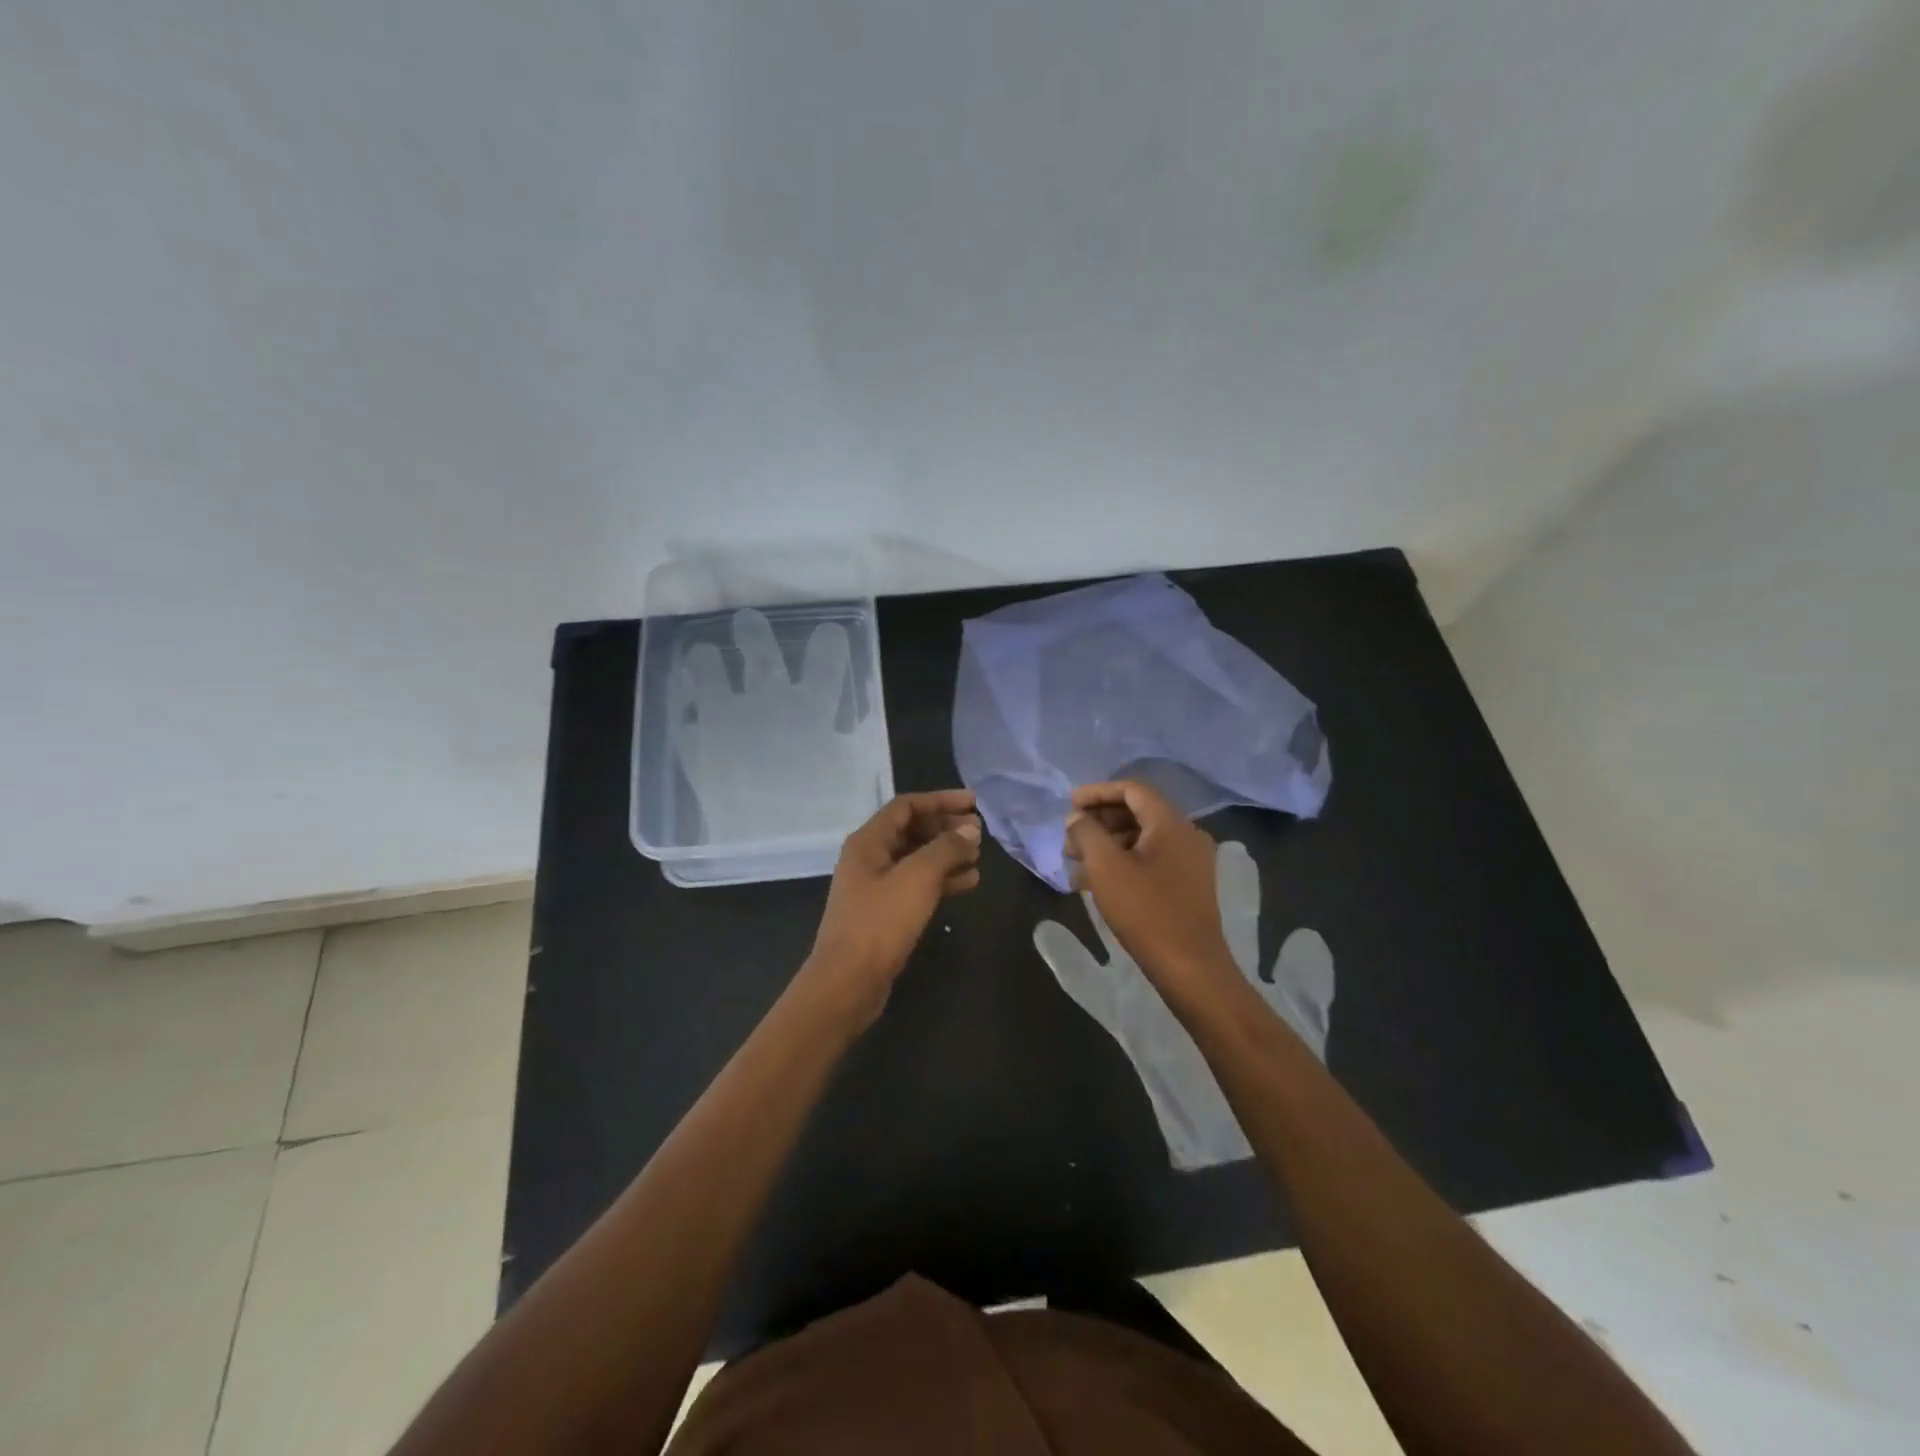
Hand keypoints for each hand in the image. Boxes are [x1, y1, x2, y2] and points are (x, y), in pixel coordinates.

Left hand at [803, 789, 981, 1028]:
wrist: (849, 981)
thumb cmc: (881, 922)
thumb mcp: (918, 878)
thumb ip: (946, 848)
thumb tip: (970, 828)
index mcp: (868, 841)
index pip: (907, 806)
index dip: (941, 800)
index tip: (974, 803)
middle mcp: (869, 858)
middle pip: (912, 830)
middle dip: (946, 828)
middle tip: (979, 832)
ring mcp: (876, 886)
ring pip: (917, 859)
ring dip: (948, 854)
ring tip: (979, 856)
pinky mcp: (885, 912)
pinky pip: (917, 885)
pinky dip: (942, 880)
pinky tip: (969, 883)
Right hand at [1062, 781, 1240, 1011]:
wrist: (1190, 967)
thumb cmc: (1145, 912)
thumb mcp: (1106, 868)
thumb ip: (1086, 833)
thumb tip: (1076, 818)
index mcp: (1171, 823)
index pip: (1132, 789)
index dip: (1097, 793)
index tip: (1069, 806)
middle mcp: (1187, 834)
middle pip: (1137, 812)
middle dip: (1100, 821)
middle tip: (1070, 840)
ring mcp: (1192, 860)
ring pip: (1143, 837)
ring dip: (1109, 844)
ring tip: (1078, 864)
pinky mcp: (1189, 884)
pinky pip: (1152, 858)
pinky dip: (1124, 861)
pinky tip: (1099, 882)